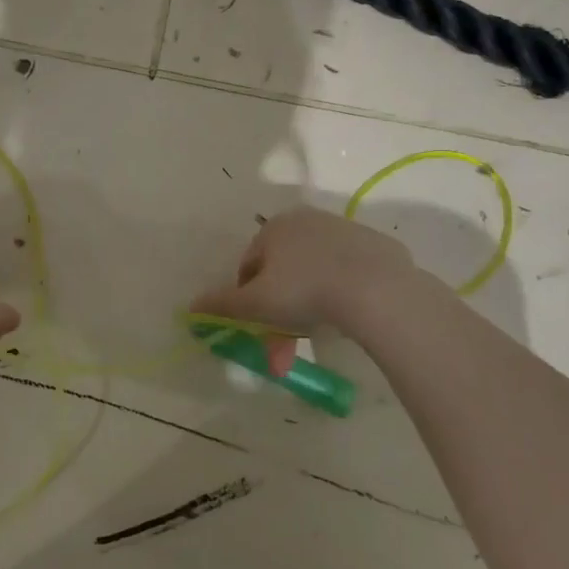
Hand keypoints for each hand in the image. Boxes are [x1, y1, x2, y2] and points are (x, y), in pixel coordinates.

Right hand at [189, 208, 415, 368]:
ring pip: (315, 273)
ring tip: (318, 335)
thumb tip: (191, 306)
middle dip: (280, 311)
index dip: (248, 300)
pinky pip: (347, 273)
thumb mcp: (256, 303)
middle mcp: (307, 220)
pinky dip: (341, 293)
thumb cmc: (305, 291)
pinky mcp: (374, 246)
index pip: (250, 265)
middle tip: (285, 347)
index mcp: (275, 227)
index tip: (258, 328)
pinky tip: (348, 317)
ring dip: (309, 304)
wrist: (377, 289)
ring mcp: (344, 231)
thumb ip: (221, 304)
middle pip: (284, 271)